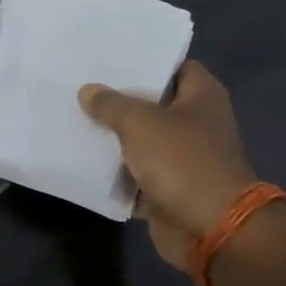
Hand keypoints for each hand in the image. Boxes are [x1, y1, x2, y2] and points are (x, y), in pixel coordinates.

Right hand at [78, 62, 258, 275]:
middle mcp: (196, 122)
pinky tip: (82, 156)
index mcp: (202, 96)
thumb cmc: (183, 161)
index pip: (174, 64)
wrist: (211, 229)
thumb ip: (111, 104)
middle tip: (82, 83)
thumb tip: (88, 90)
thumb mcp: (140, 123)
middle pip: (153, 102)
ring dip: (114, 135)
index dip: (145, 59)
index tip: (110, 56)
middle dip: (120, 97)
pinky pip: (135, 173)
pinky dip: (115, 170)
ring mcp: (183, 157)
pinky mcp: (169, 187)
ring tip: (74, 115)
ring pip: (141, 139)